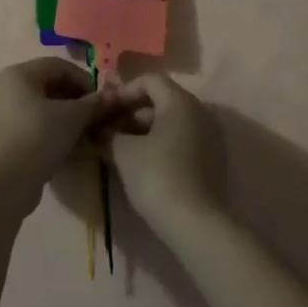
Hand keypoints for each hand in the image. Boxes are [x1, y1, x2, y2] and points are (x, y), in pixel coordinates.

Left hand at [0, 57, 144, 216]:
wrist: (3, 185)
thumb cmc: (38, 138)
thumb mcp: (72, 118)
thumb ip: (94, 104)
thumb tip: (116, 96)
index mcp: (18, 74)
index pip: (58, 66)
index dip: (84, 80)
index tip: (102, 101)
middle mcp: (5, 88)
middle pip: (50, 88)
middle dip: (78, 104)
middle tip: (98, 122)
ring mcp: (1, 115)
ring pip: (42, 111)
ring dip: (69, 122)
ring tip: (89, 139)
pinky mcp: (2, 140)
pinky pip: (33, 128)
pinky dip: (53, 134)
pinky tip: (71, 151)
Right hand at [103, 74, 226, 237]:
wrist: (196, 226)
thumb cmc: (156, 176)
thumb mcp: (123, 152)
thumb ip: (107, 134)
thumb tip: (96, 130)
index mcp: (180, 101)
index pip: (149, 80)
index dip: (123, 91)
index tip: (104, 110)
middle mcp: (199, 112)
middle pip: (159, 100)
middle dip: (130, 113)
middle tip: (107, 131)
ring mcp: (208, 137)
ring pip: (169, 122)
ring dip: (142, 131)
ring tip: (118, 150)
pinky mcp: (211, 161)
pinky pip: (180, 140)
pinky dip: (159, 145)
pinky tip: (140, 164)